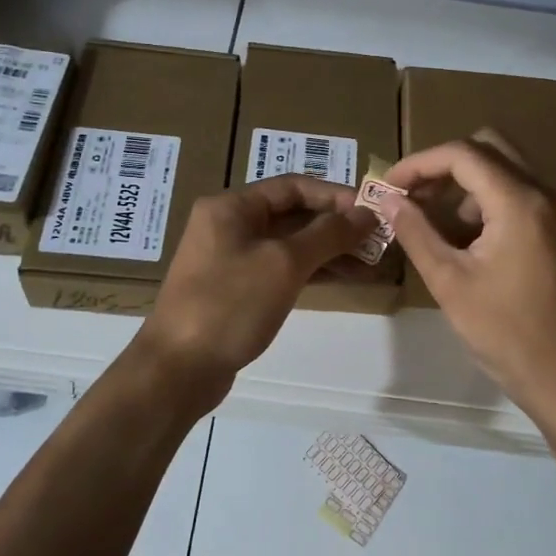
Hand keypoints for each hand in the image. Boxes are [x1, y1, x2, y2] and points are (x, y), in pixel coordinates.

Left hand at [135, 175, 372, 393]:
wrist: (178, 369)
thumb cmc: (230, 305)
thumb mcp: (284, 263)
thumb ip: (328, 234)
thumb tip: (365, 213)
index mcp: (232, 207)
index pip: (293, 186)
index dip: (335, 195)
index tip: (373, 211)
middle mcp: (229, 225)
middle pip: (292, 214)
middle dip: (336, 225)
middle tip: (377, 239)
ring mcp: (231, 258)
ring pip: (288, 244)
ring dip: (328, 250)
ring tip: (370, 262)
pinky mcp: (236, 289)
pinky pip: (280, 268)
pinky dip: (311, 271)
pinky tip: (344, 279)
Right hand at [379, 139, 555, 424]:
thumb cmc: (506, 334)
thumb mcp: (450, 283)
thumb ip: (416, 233)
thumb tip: (389, 200)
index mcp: (520, 202)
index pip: (463, 154)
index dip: (420, 163)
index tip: (390, 186)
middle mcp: (548, 194)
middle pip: (490, 147)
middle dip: (445, 165)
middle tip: (415, 194)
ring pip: (509, 169)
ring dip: (469, 184)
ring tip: (439, 224)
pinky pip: (525, 195)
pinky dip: (493, 201)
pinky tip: (472, 240)